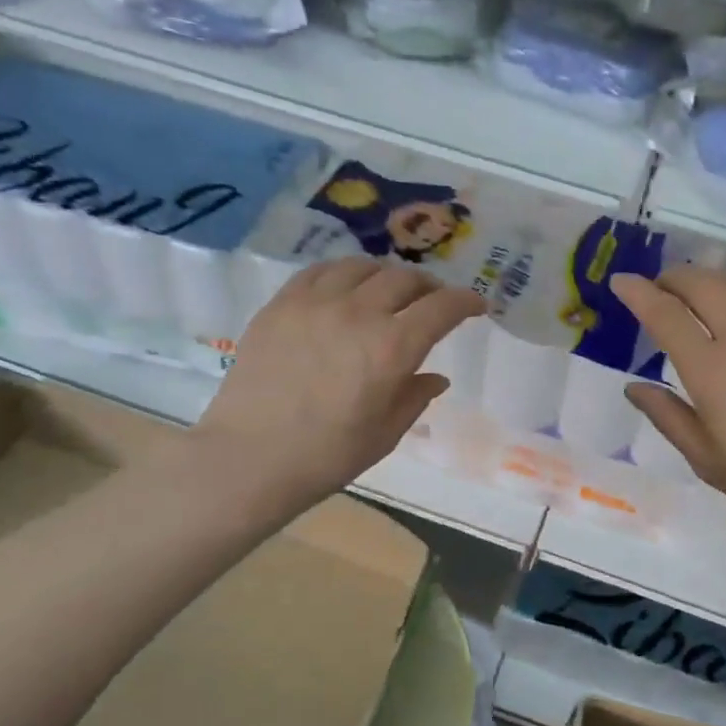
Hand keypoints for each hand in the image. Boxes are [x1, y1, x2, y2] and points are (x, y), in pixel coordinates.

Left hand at [195, 259, 484, 508]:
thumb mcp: (385, 434)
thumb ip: (415, 398)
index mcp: (393, 348)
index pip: (442, 308)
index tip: (476, 305)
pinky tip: (345, 286)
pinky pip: (320, 271)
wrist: (249, 458)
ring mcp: (316, 303)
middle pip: (405, 279)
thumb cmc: (326, 456)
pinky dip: (344, 273)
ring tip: (389, 290)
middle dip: (429, 287)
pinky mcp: (282, 304)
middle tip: (433, 302)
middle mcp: (359, 313)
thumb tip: (435, 377)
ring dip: (387, 275)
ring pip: (363, 267)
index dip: (466, 301)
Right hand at [613, 267, 725, 544]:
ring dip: (710, 280)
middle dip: (673, 277)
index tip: (621, 281)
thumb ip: (668, 417)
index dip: (638, 293)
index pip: (665, 314)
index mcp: (711, 371)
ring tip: (699, 295)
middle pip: (703, 283)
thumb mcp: (708, 460)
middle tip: (658, 287)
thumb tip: (634, 387)